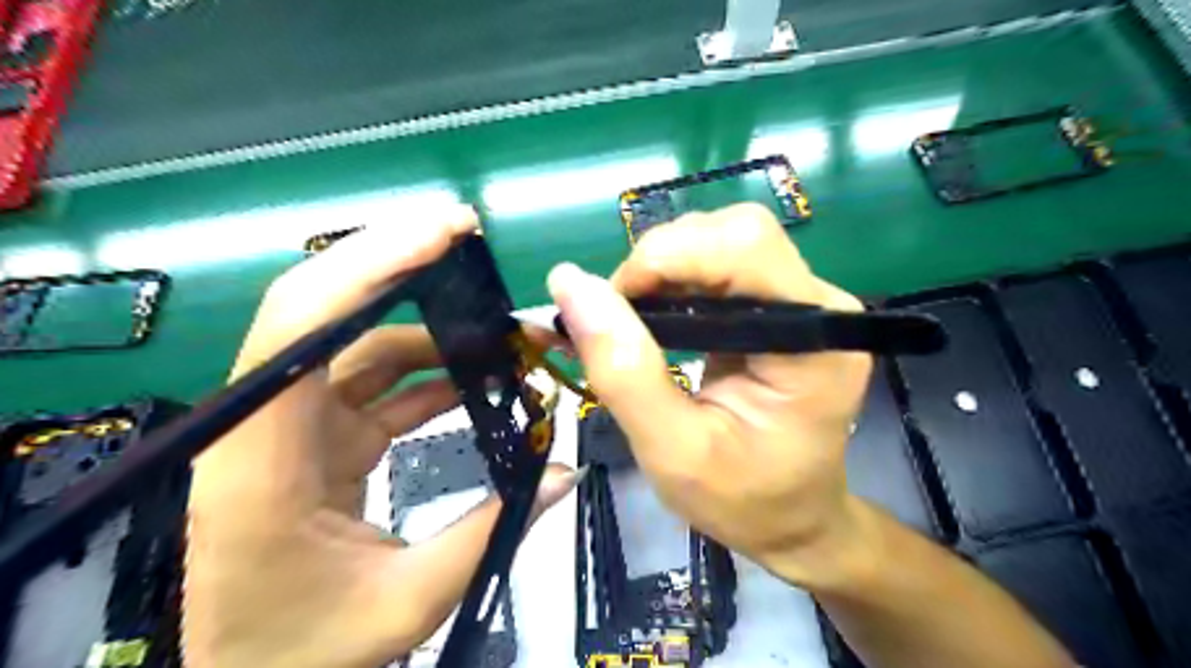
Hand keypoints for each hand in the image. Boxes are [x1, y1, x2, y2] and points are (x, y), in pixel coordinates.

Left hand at [183, 206, 580, 664]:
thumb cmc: (305, 651)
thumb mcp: (407, 601)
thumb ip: (491, 531)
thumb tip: (565, 473)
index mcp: (265, 457)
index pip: (303, 323)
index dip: (371, 263)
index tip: (445, 233)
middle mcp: (269, 421)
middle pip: (325, 308)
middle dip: (399, 262)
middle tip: (471, 240)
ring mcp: (295, 425)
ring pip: (361, 342)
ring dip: (433, 327)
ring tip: (502, 331)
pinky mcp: (320, 436)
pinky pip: (377, 382)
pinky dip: (430, 371)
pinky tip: (477, 375)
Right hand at [549, 203, 872, 590]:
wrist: (792, 520)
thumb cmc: (743, 500)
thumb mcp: (672, 452)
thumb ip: (624, 371)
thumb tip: (570, 286)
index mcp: (814, 343)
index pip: (745, 246)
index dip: (667, 257)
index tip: (614, 307)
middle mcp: (819, 306)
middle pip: (734, 232)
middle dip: (662, 262)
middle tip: (621, 322)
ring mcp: (803, 302)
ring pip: (722, 240)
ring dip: (663, 269)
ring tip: (634, 325)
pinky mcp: (780, 307)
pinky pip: (720, 265)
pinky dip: (673, 280)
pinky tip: (655, 319)